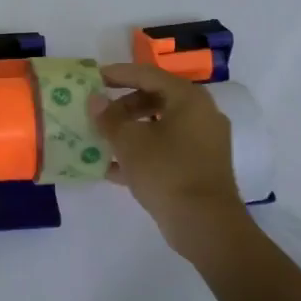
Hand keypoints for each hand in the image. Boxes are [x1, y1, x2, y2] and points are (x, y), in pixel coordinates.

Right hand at [89, 63, 249, 255]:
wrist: (206, 226)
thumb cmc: (166, 172)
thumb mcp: (129, 142)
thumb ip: (108, 118)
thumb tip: (95, 100)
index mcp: (188, 99)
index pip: (148, 74)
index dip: (118, 74)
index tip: (94, 77)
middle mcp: (201, 114)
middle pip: (156, 98)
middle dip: (123, 105)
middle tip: (98, 113)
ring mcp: (204, 142)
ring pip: (160, 125)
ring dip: (131, 130)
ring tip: (103, 139)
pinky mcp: (201, 166)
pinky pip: (167, 149)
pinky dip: (143, 152)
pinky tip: (114, 168)